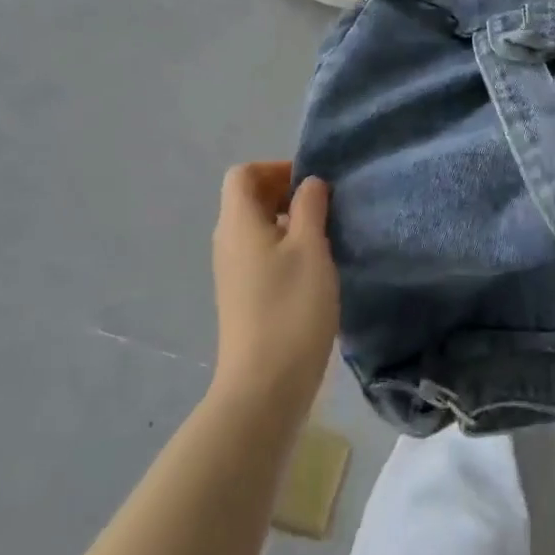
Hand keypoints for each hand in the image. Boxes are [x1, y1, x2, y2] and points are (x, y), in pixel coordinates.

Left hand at [210, 163, 338, 412]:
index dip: (277, 169)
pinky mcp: (243, 295)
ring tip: (326, 234)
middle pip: (248, 198)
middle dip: (286, 192)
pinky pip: (261, 252)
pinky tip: (314, 266)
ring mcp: (233, 271)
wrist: (265, 385)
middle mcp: (228, 242)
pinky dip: (285, 246)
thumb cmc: (291, 308)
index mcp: (238, 223)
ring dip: (289, 220)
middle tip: (326, 206)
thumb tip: (309, 183)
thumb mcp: (311, 248)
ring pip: (257, 227)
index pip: (243, 174)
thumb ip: (310, 207)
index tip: (312, 185)